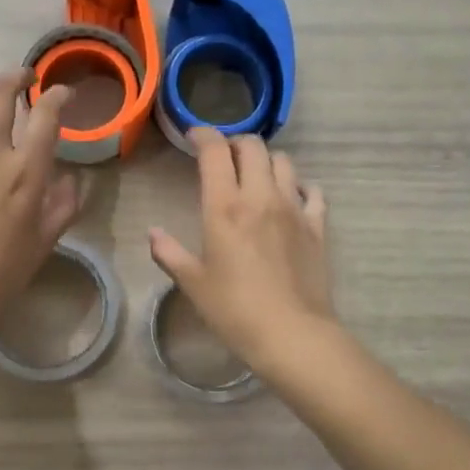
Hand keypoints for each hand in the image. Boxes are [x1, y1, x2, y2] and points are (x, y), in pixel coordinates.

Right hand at [148, 129, 333, 372]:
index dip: (204, 135)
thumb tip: (152, 233)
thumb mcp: (193, 283)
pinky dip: (299, 185)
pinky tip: (292, 197)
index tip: (194, 136)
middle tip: (224, 156)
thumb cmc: (234, 310)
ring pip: (284, 161)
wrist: (291, 333)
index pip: (215, 151)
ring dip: (266, 160)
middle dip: (236, 142)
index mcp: (225, 207)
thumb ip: (169, 252)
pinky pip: (312, 191)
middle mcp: (261, 197)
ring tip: (256, 175)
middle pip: (253, 146)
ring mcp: (294, 208)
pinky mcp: (317, 225)